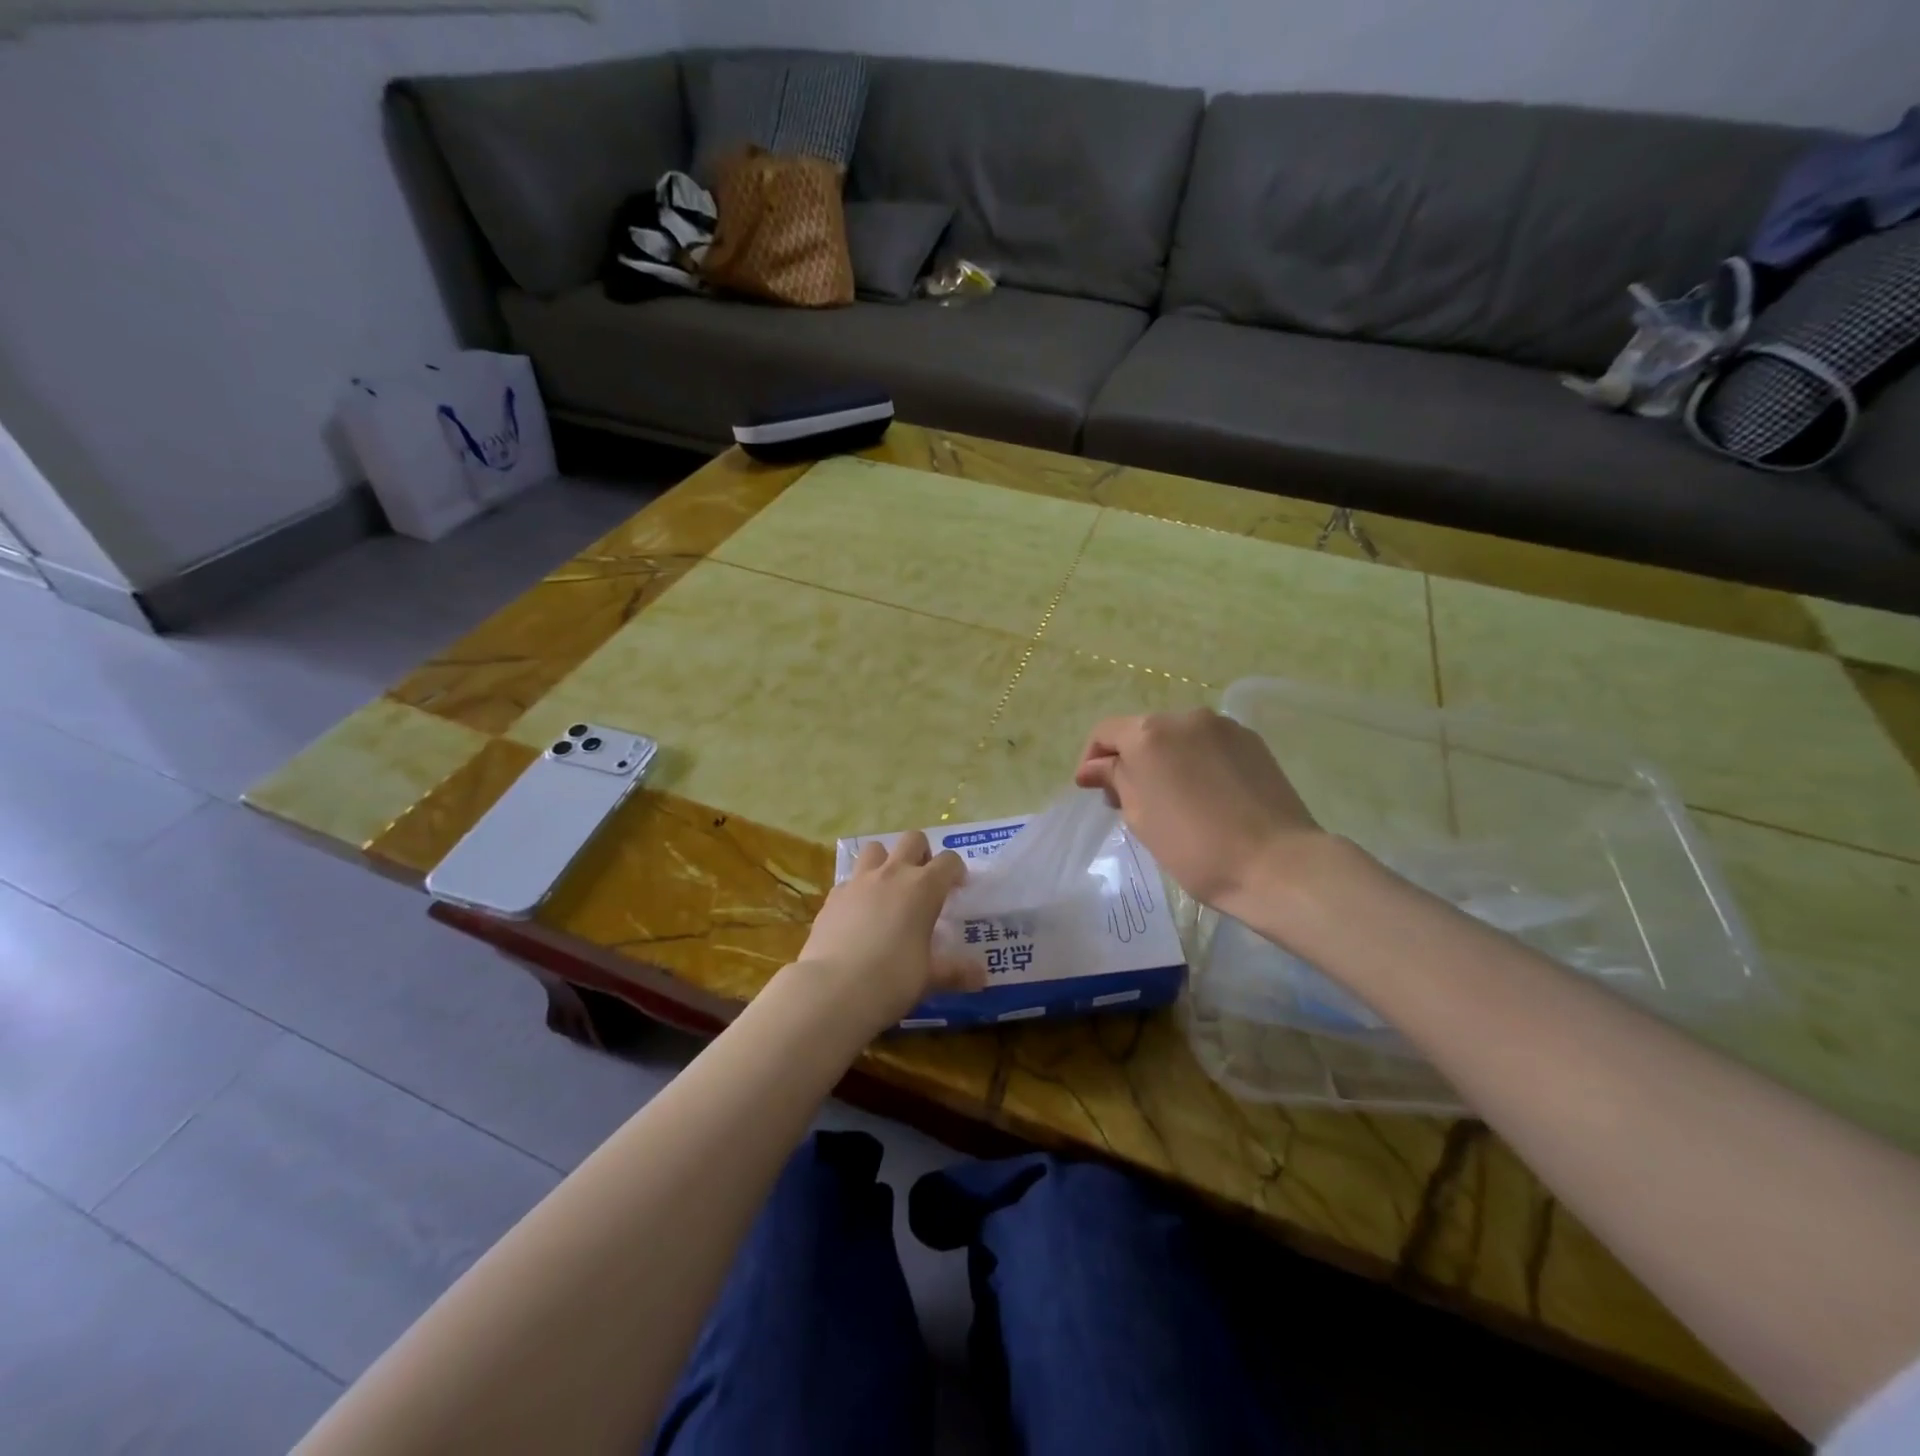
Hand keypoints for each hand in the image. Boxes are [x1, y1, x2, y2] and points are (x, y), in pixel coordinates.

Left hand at [794, 831, 982, 1033]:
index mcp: (923, 888)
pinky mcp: (833, 896)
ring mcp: (858, 881)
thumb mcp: (930, 978)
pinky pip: (849, 880)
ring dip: (885, 861)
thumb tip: (981, 977)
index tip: (957, 888)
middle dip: (922, 853)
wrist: (833, 989)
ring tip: (888, 888)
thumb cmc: (892, 979)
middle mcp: (892, 874)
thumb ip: (955, 972)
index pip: (949, 861)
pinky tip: (858, 914)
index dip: (956, 871)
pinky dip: (858, 889)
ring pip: (874, 848)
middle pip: (912, 840)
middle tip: (923, 881)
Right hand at [1074, 709, 1323, 916]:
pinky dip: (1197, 761)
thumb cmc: (1195, 847)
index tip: (1093, 791)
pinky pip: (1209, 744)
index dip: (1093, 759)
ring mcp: (1223, 726)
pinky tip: (1205, 794)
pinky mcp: (1252, 741)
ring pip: (1179, 737)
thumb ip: (1115, 781)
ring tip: (1172, 799)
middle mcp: (1184, 718)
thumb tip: (1093, 768)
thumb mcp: (1141, 817)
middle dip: (1131, 760)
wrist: (1277, 864)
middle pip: (1143, 731)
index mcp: (1148, 735)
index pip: (1106, 733)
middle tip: (1130, 801)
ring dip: (1165, 759)